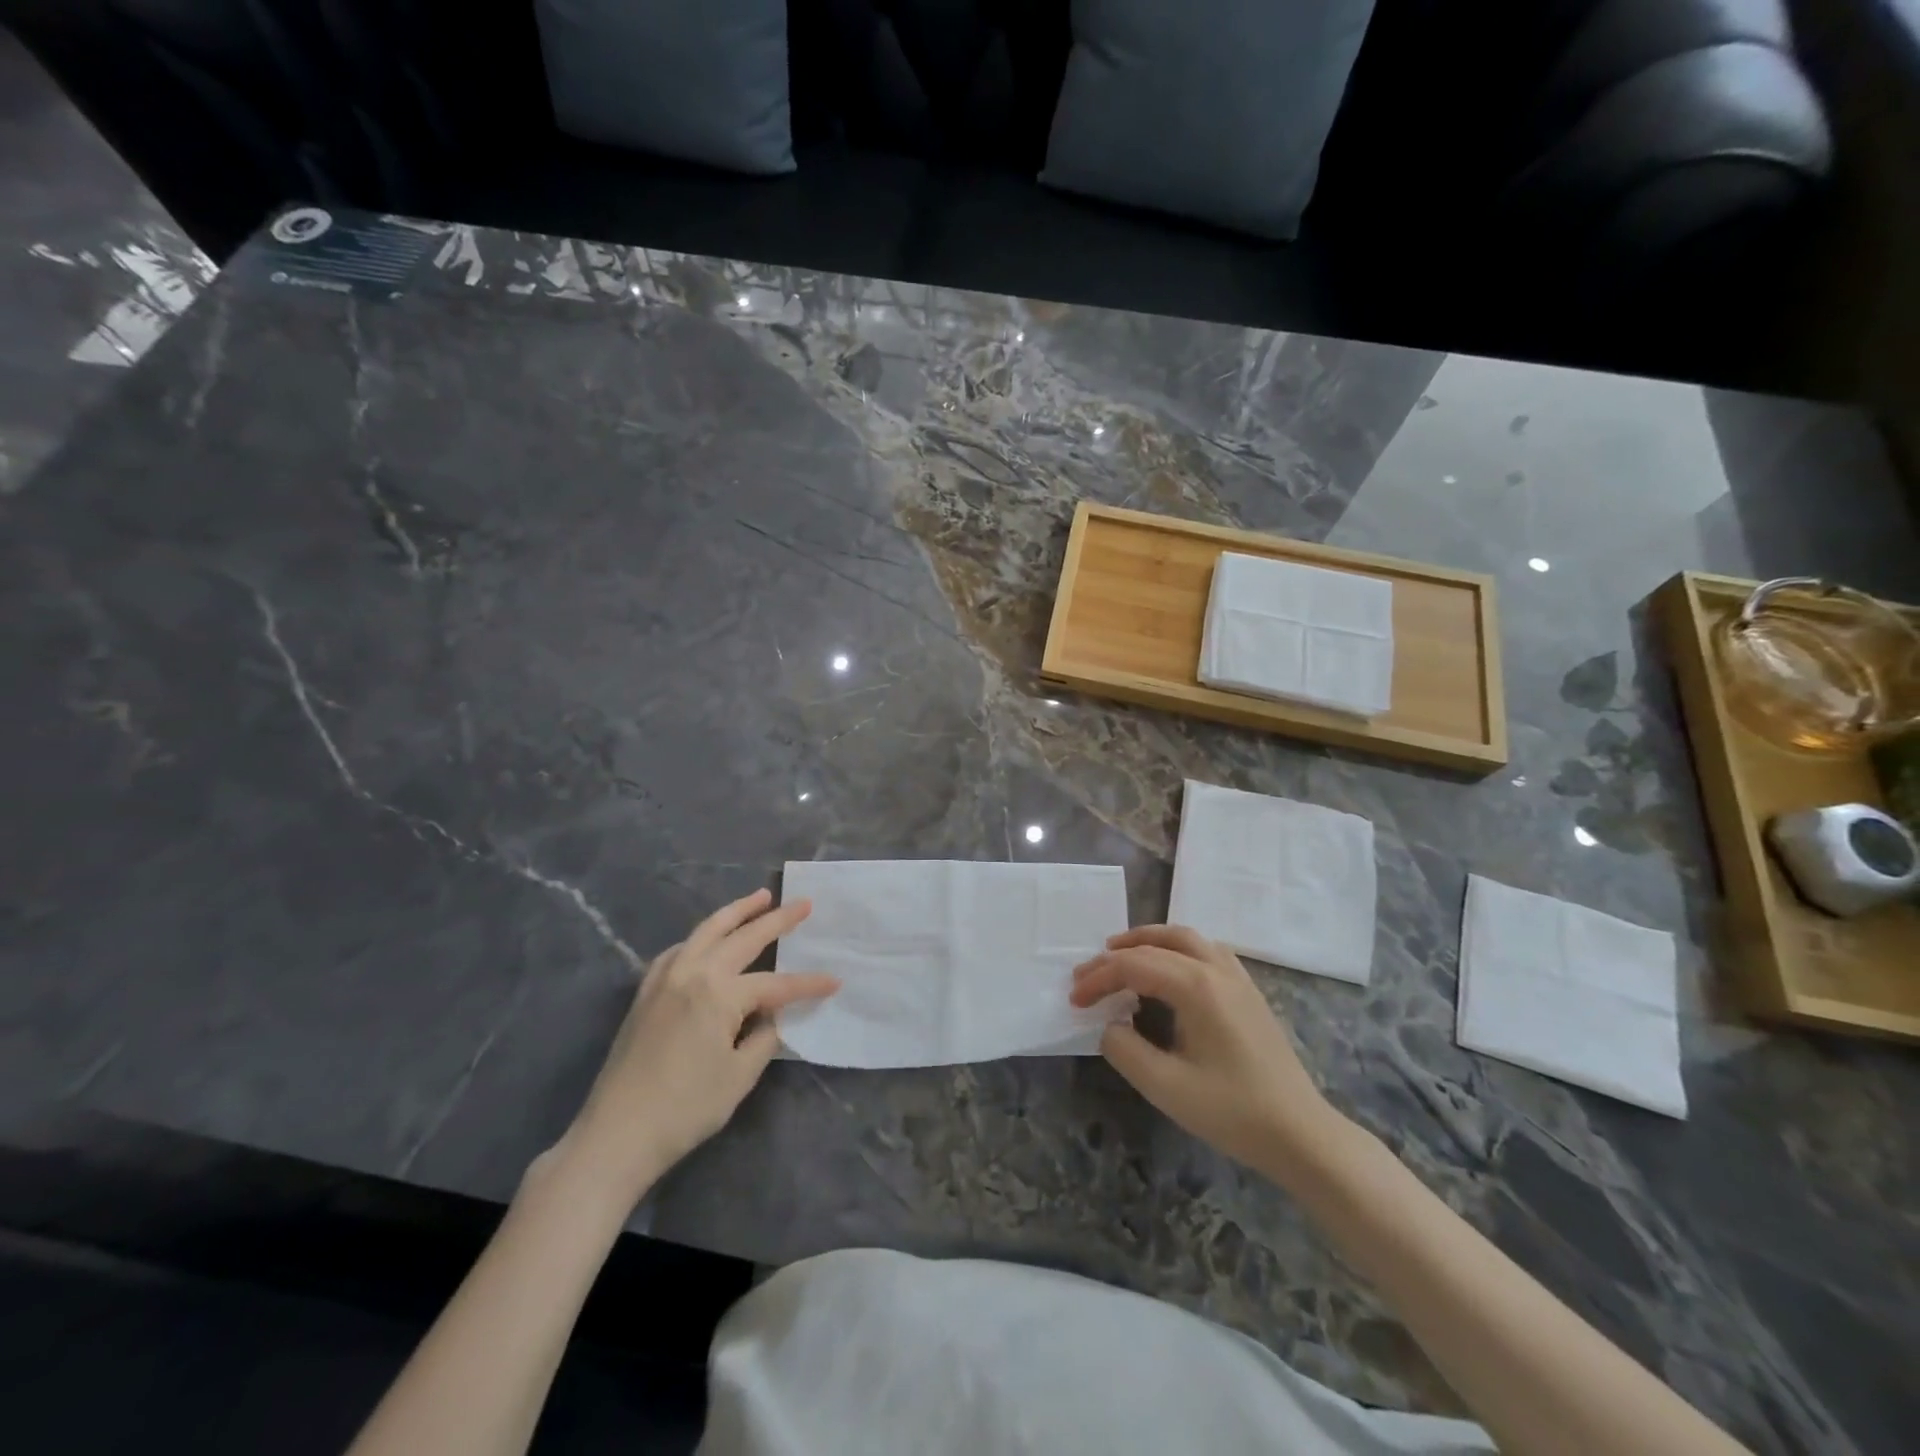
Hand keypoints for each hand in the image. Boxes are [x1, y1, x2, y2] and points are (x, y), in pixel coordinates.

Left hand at [557, 889, 837, 1204]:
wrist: (616, 1135)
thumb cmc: (685, 1109)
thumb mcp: (739, 1076)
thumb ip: (764, 1037)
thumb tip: (771, 1015)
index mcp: (719, 994)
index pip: (777, 984)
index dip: (808, 985)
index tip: (835, 982)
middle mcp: (693, 973)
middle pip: (743, 938)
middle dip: (778, 920)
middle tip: (804, 903)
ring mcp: (665, 978)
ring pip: (707, 931)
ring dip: (737, 911)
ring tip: (761, 897)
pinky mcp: (646, 992)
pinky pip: (679, 949)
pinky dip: (701, 936)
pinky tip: (709, 939)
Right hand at [1069, 925, 1346, 1175]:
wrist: (1301, 1135)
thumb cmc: (1233, 1112)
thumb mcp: (1166, 1087)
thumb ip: (1126, 1050)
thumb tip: (1110, 1025)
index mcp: (1196, 987)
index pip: (1133, 966)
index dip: (1098, 979)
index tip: (1074, 1000)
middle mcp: (1216, 969)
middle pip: (1157, 943)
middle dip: (1116, 954)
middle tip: (1087, 974)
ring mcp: (1237, 978)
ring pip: (1185, 937)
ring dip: (1148, 941)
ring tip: (1120, 954)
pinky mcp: (1248, 992)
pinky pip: (1206, 950)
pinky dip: (1176, 948)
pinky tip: (1169, 969)